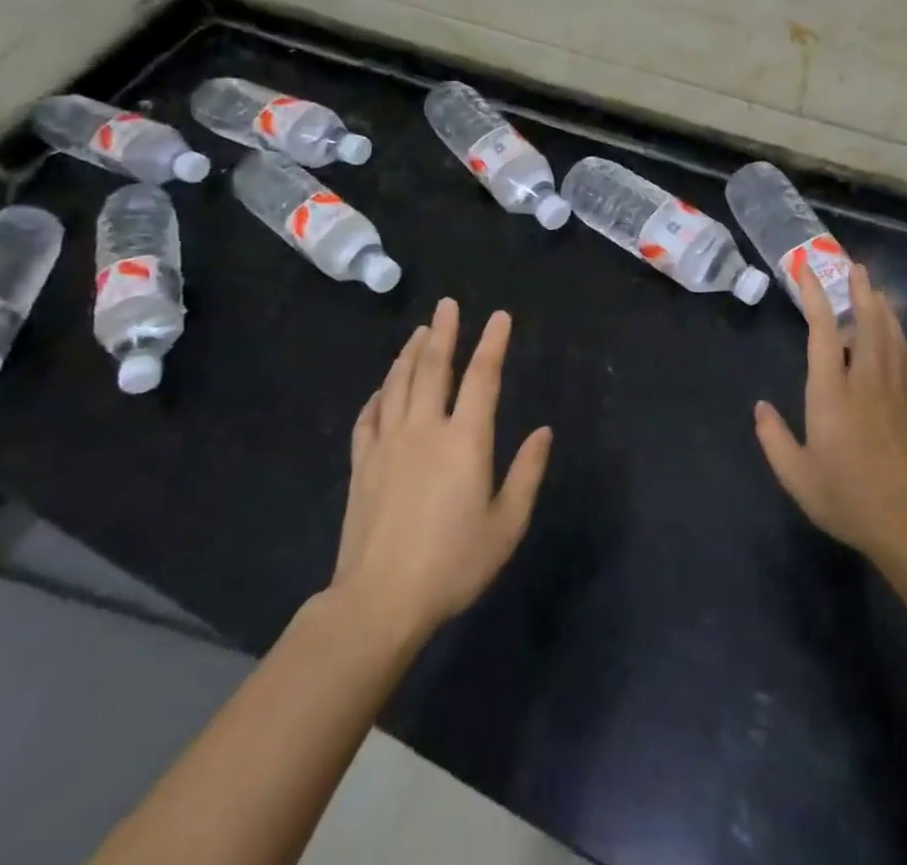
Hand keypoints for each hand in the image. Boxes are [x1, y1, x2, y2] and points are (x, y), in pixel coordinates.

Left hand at [325, 298, 552, 642]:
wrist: (379, 602)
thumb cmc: (452, 563)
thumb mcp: (506, 524)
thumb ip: (527, 473)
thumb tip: (544, 431)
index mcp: (464, 440)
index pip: (482, 377)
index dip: (493, 343)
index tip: (500, 317)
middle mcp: (425, 429)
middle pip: (433, 368)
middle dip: (444, 332)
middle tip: (447, 304)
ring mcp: (388, 444)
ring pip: (398, 384)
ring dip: (410, 353)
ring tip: (420, 332)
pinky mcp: (362, 464)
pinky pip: (369, 416)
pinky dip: (378, 394)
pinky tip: (383, 388)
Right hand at [754, 263, 906, 562]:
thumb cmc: (847, 497)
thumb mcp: (797, 476)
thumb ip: (774, 439)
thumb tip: (760, 407)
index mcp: (832, 393)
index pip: (824, 332)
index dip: (816, 297)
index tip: (807, 271)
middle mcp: (865, 381)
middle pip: (867, 323)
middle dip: (860, 290)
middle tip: (855, 265)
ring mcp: (894, 391)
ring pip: (891, 336)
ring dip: (883, 307)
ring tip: (876, 288)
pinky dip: (902, 338)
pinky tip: (898, 334)